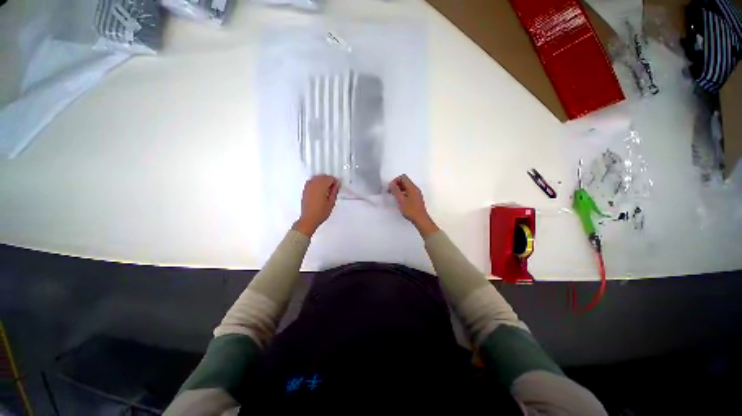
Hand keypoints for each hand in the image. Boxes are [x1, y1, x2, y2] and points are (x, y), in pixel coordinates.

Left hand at [293, 175, 340, 236]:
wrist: (309, 219)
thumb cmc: (320, 212)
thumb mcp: (331, 202)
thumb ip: (335, 191)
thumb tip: (337, 184)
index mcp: (321, 186)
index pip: (330, 178)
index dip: (335, 182)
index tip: (337, 186)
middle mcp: (314, 184)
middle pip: (323, 176)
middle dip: (329, 180)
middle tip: (333, 188)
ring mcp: (308, 186)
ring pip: (317, 178)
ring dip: (322, 181)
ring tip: (326, 190)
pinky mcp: (305, 190)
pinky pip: (311, 181)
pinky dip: (316, 183)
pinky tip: (319, 190)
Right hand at [390, 174, 438, 237]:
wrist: (421, 220)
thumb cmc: (410, 210)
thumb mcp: (401, 200)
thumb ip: (396, 191)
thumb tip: (391, 184)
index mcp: (412, 187)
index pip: (403, 177)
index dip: (395, 181)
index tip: (390, 188)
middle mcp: (415, 188)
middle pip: (405, 181)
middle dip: (396, 185)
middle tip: (390, 192)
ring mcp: (416, 193)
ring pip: (406, 187)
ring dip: (399, 189)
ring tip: (394, 196)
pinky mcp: (416, 198)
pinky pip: (408, 192)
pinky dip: (403, 193)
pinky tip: (399, 200)